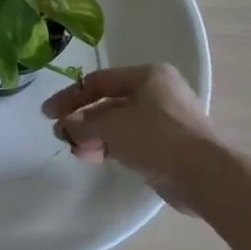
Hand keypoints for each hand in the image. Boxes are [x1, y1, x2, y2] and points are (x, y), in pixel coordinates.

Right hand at [42, 64, 215, 206]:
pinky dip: (112, 147)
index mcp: (148, 75)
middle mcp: (159, 92)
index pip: (100, 81)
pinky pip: (133, 140)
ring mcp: (166, 119)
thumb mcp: (113, 126)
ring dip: (95, 136)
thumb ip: (84, 123)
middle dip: (84, 119)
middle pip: (110, 102)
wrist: (203, 174)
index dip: (71, 96)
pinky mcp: (169, 145)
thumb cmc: (156, 137)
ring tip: (76, 151)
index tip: (48, 114)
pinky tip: (94, 158)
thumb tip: (65, 126)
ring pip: (121, 123)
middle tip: (61, 135)